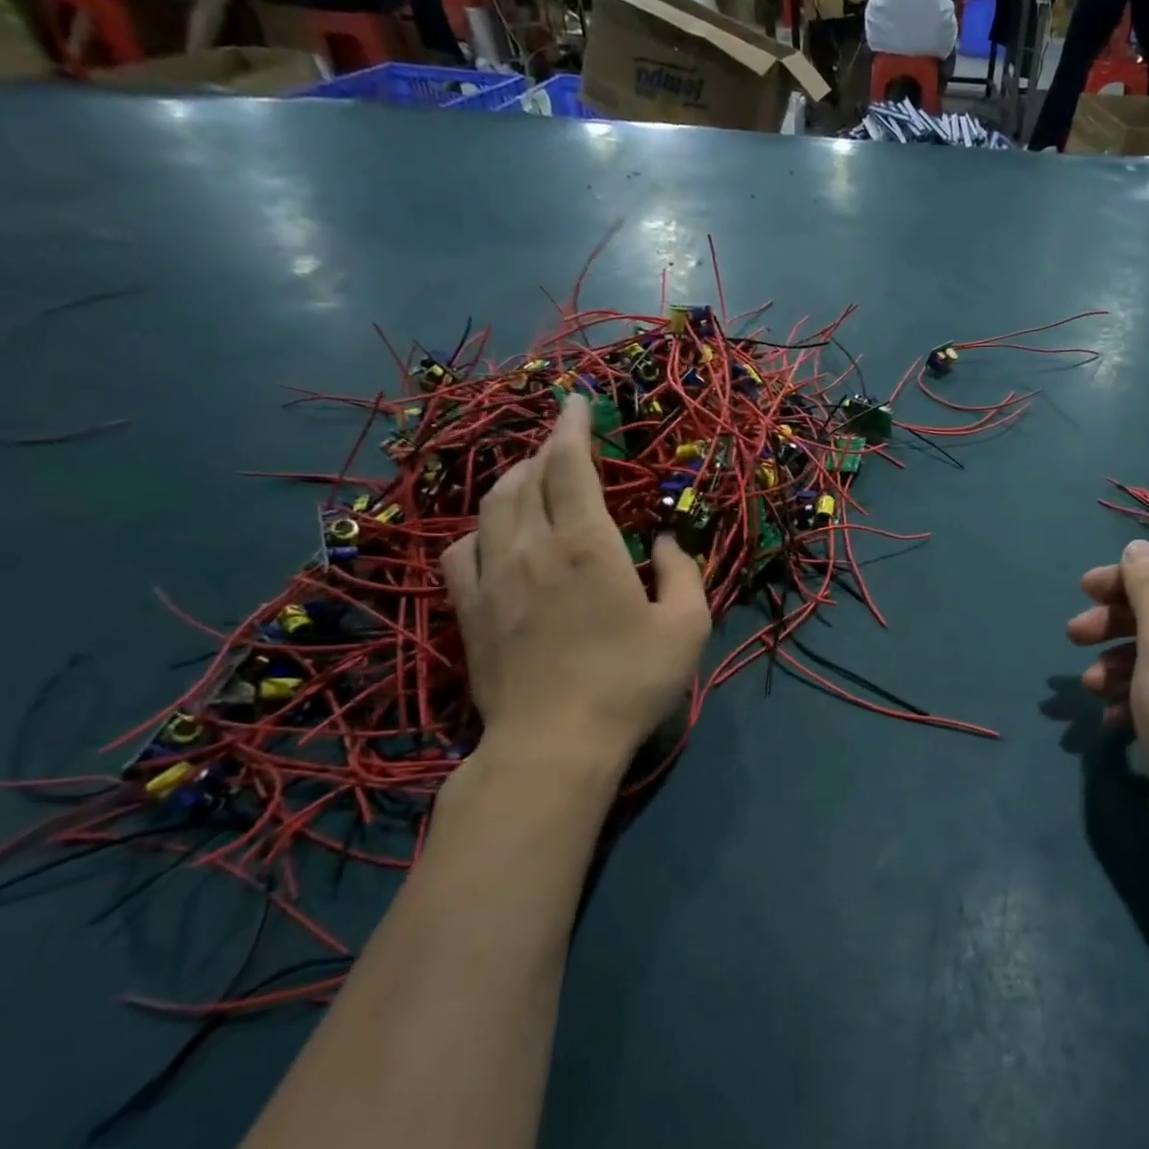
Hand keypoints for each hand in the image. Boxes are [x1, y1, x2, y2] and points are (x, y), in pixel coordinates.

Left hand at [442, 399, 710, 780]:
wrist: (553, 745)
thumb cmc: (630, 683)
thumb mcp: (686, 627)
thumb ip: (682, 573)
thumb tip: (663, 541)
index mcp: (587, 545)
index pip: (569, 465)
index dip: (572, 427)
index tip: (578, 403)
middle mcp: (533, 547)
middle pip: (526, 476)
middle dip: (545, 450)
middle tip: (565, 445)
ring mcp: (492, 577)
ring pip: (493, 506)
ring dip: (514, 480)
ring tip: (534, 479)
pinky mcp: (469, 609)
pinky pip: (463, 548)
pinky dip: (483, 527)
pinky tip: (497, 536)